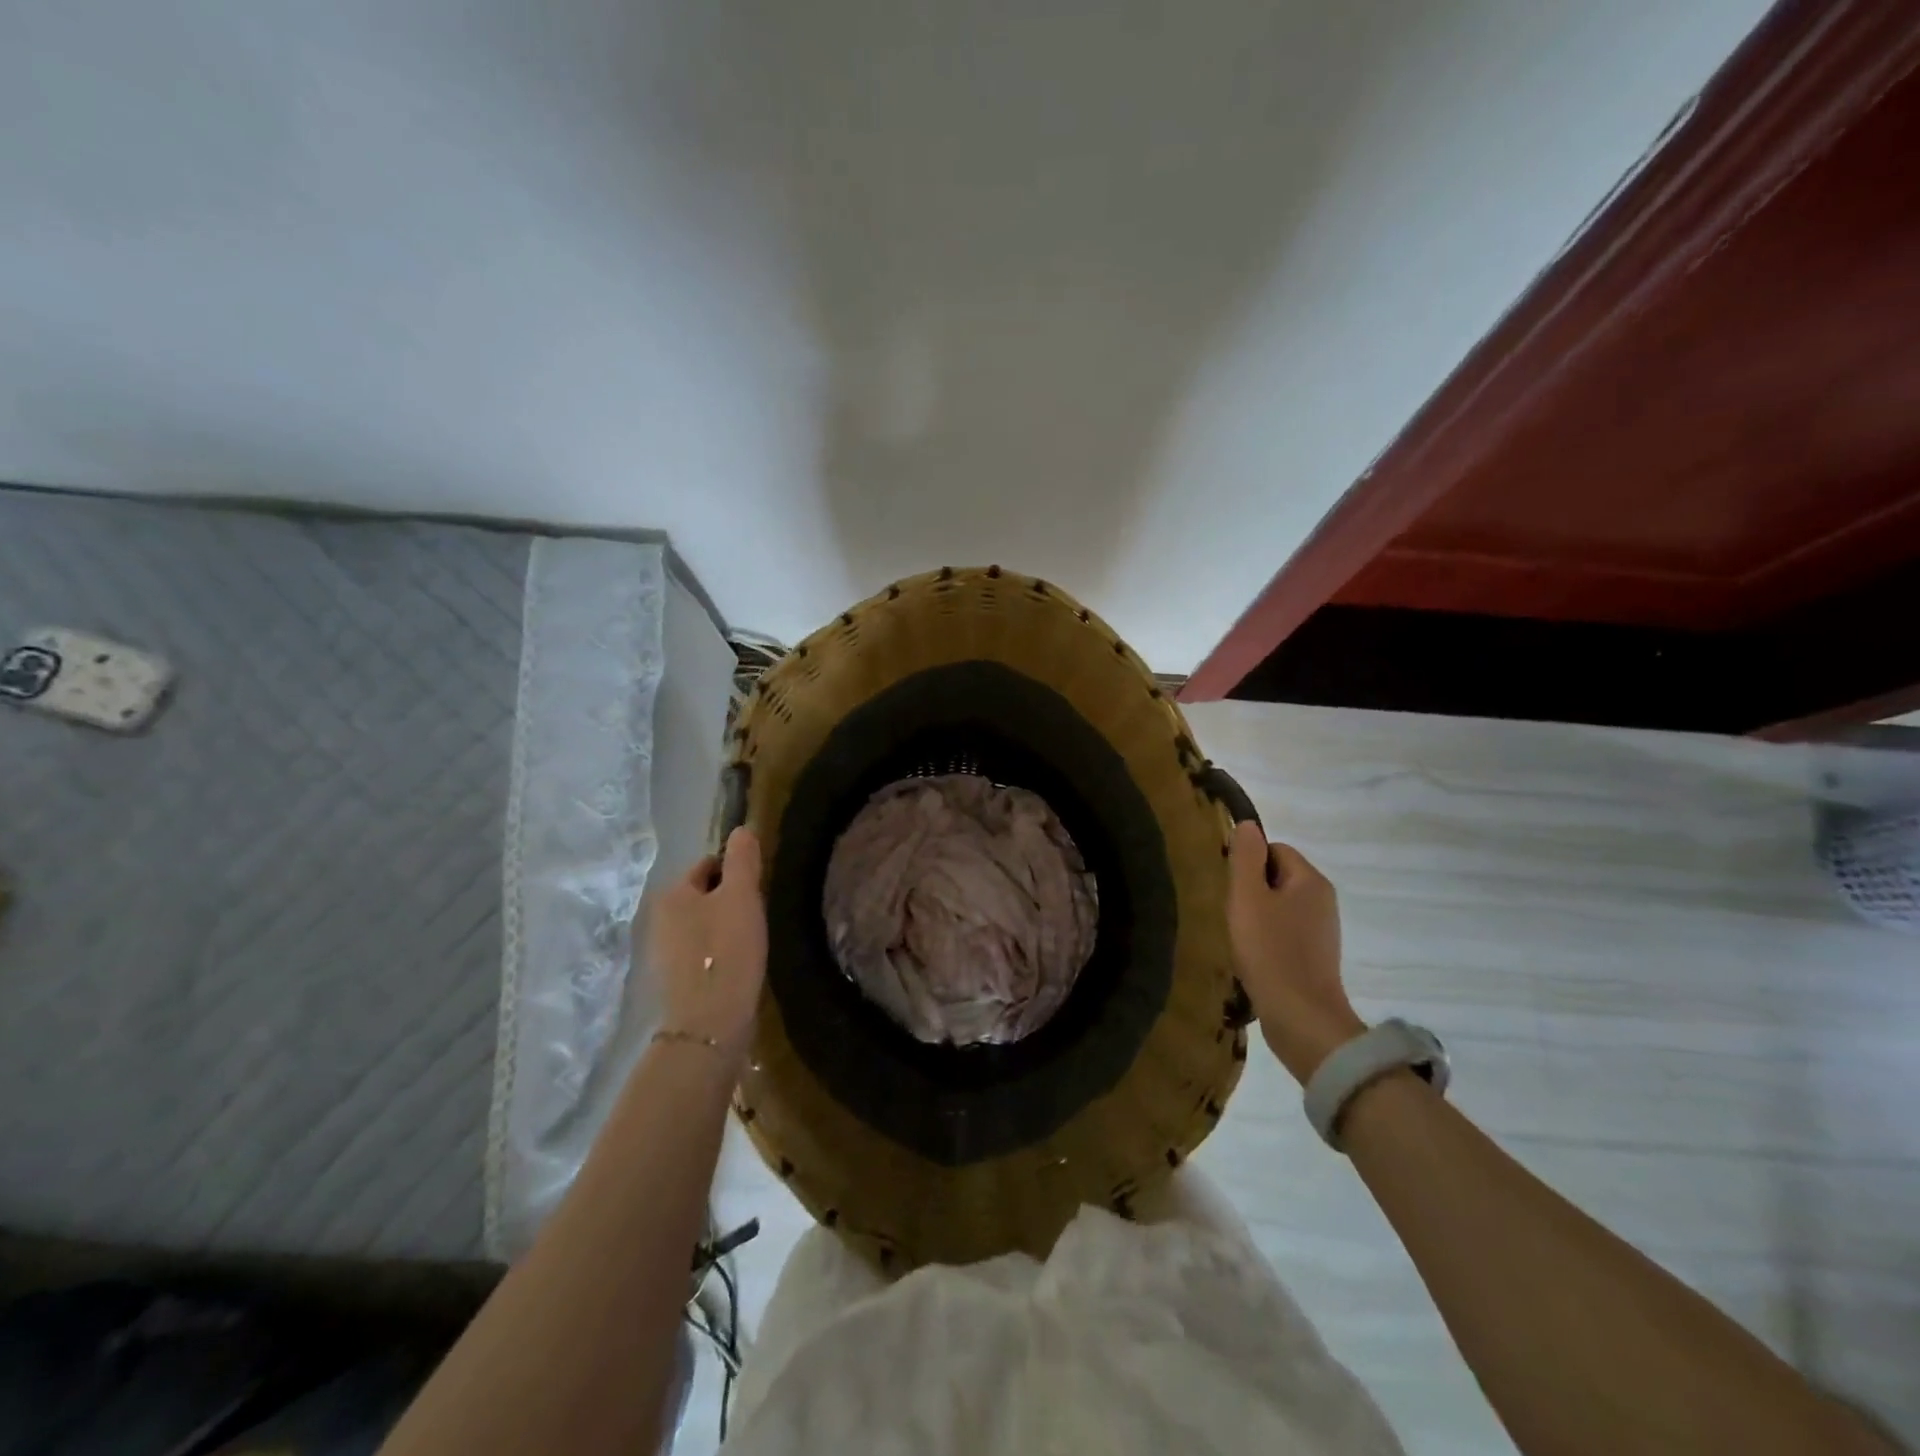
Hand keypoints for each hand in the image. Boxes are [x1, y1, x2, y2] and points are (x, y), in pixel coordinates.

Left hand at [645, 827, 767, 1062]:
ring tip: (750, 941)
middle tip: (757, 915)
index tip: (759, 889)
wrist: (709, 1024)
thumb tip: (742, 830)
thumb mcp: (742, 897)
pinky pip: (700, 951)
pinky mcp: (673, 980)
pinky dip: (717, 952)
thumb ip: (742, 860)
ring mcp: (663, 952)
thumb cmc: (727, 952)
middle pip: (703, 894)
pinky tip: (737, 966)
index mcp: (672, 893)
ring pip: (702, 924)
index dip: (736, 871)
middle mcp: (659, 918)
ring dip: (724, 926)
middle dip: (729, 899)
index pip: (708, 864)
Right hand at [1227, 821, 1364, 1083]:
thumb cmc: (1270, 951)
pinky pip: (1286, 932)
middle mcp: (1323, 900)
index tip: (1230, 888)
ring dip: (1257, 916)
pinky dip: (1267, 939)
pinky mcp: (1315, 957)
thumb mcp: (1248, 898)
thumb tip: (1247, 824)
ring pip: (1280, 906)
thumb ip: (1245, 857)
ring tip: (1239, 938)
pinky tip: (1253, 957)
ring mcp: (1322, 931)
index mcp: (1311, 880)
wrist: (1301, 1018)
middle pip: (1278, 876)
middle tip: (1231, 913)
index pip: (1274, 849)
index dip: (1247, 863)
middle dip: (1251, 890)